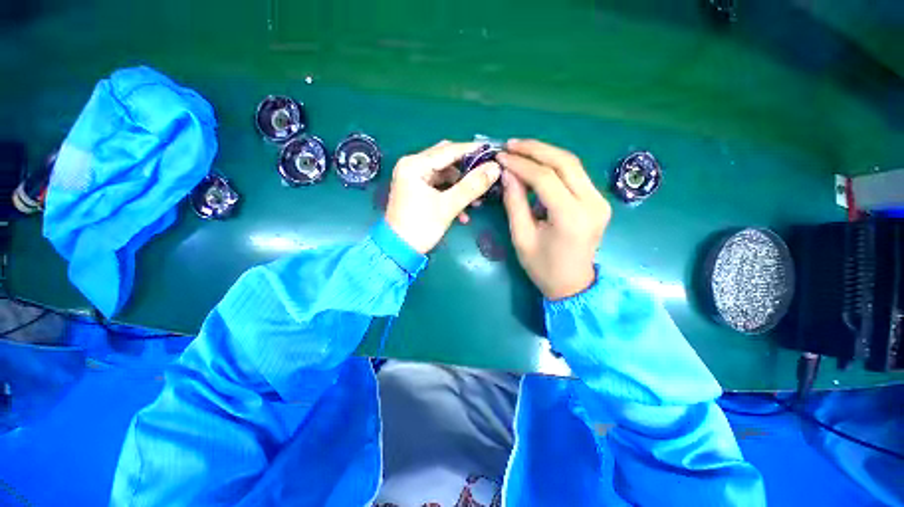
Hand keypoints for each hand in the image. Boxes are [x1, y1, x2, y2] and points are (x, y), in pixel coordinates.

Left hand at [385, 141, 501, 253]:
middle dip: (467, 170)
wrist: (399, 251)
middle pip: (446, 161)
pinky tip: (463, 214)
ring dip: (461, 187)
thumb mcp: (448, 206)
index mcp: (415, 165)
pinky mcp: (417, 192)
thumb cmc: (420, 227)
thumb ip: (472, 186)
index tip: (493, 153)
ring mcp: (414, 180)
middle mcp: (412, 167)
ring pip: (445, 176)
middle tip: (487, 175)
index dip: (472, 151)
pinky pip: (439, 188)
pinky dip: (452, 196)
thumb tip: (495, 168)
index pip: (449, 150)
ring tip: (478, 202)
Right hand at [497, 140, 610, 299]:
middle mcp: (592, 204)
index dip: (521, 164)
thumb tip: (507, 173)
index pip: (546, 178)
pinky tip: (537, 165)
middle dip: (535, 149)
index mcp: (571, 217)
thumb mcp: (521, 237)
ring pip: (573, 164)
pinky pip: (575, 175)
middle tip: (511, 145)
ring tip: (520, 150)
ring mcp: (599, 201)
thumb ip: (514, 203)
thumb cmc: (543, 267)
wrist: (572, 285)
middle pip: (565, 162)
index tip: (501, 156)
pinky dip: (554, 166)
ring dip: (545, 153)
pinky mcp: (598, 201)